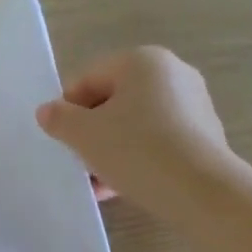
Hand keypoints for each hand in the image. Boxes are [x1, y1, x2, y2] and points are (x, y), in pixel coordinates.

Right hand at [35, 47, 232, 210]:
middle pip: (114, 102)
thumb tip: (47, 111)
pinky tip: (124, 186)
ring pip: (136, 125)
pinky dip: (138, 159)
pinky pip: (159, 142)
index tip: (60, 141)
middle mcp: (173, 73)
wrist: (199, 189)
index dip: (67, 110)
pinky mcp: (204, 135)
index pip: (89, 79)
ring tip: (98, 183)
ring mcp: (193, 104)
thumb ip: (60, 119)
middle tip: (79, 163)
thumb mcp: (85, 135)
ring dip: (112, 151)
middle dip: (91, 134)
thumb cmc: (136, 150)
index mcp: (142, 61)